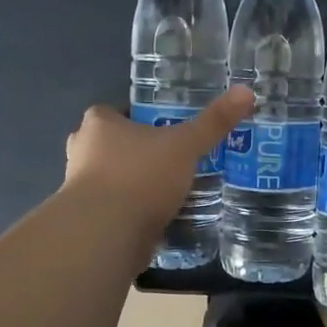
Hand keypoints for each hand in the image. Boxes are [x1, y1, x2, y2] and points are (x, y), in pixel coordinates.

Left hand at [64, 87, 253, 236]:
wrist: (105, 235)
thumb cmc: (140, 177)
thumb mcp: (185, 146)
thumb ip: (213, 122)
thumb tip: (246, 91)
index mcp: (98, 124)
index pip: (116, 111)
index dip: (141, 118)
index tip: (167, 128)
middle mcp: (82, 151)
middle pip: (114, 145)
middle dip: (140, 152)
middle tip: (173, 158)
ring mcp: (80, 188)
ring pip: (114, 178)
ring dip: (137, 184)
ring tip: (172, 190)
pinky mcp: (88, 220)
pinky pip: (116, 208)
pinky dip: (134, 211)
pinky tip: (160, 218)